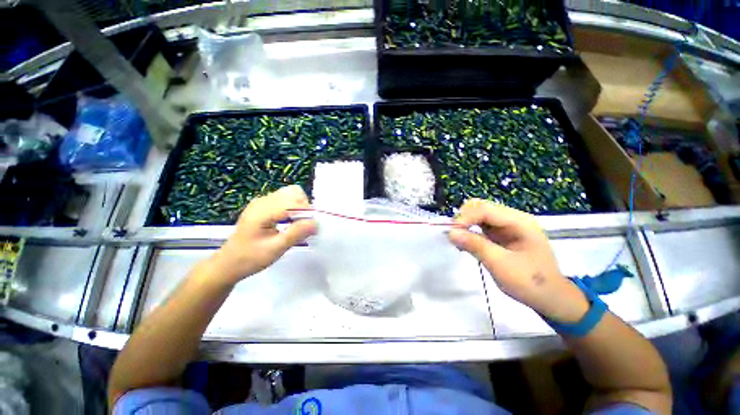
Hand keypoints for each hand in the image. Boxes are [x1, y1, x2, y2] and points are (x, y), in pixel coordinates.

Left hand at [206, 185, 316, 284]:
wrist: (228, 264)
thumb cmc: (250, 258)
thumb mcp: (275, 249)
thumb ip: (296, 234)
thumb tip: (316, 223)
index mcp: (263, 211)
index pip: (293, 202)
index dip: (307, 213)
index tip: (313, 227)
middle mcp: (263, 201)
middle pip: (294, 193)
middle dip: (304, 208)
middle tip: (304, 226)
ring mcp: (263, 202)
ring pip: (291, 193)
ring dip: (300, 206)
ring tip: (298, 223)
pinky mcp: (264, 205)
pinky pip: (285, 199)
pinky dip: (294, 207)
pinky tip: (290, 221)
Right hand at [448, 199, 588, 322]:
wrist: (551, 298)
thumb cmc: (530, 282)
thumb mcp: (500, 265)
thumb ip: (475, 245)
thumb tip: (450, 232)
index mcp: (519, 222)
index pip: (485, 210)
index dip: (465, 218)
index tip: (451, 232)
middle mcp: (513, 219)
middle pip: (481, 207)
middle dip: (464, 218)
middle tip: (454, 236)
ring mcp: (508, 226)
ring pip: (479, 215)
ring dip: (465, 224)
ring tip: (458, 240)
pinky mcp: (502, 234)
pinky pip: (481, 225)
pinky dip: (470, 231)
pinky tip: (466, 242)